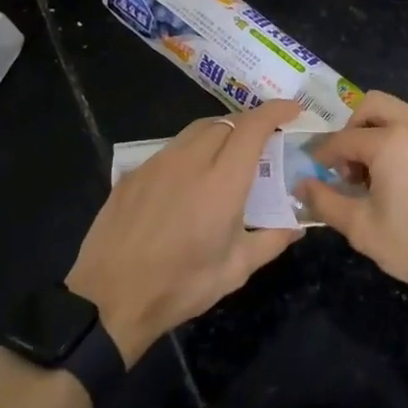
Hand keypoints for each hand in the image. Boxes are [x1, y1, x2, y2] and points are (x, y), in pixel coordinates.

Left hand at [67, 99, 304, 361]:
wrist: (110, 298)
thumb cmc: (180, 286)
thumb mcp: (235, 270)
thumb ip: (271, 240)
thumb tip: (297, 226)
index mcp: (222, 182)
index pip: (253, 127)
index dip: (275, 111)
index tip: (292, 109)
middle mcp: (190, 161)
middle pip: (225, 122)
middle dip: (249, 124)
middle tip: (262, 142)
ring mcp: (157, 163)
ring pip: (195, 131)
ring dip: (219, 133)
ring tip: (227, 155)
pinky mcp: (133, 173)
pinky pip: (170, 150)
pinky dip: (190, 152)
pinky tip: (188, 180)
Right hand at [296, 91, 407, 306]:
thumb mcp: (364, 230)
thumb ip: (326, 202)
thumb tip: (302, 185)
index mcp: (390, 141)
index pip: (343, 139)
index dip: (324, 154)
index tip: (316, 171)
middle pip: (373, 105)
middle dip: (353, 129)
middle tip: (348, 165)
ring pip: (402, 114)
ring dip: (380, 133)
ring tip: (378, 176)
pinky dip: (406, 141)